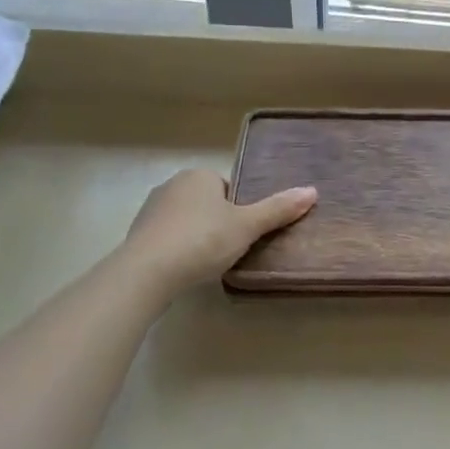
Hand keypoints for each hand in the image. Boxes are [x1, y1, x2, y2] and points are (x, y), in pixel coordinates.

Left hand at [120, 168, 316, 297]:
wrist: (146, 273)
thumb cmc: (202, 240)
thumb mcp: (247, 226)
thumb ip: (278, 209)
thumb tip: (312, 191)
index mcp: (198, 175)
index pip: (227, 188)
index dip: (239, 210)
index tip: (244, 232)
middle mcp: (171, 185)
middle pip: (207, 203)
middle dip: (218, 223)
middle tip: (231, 248)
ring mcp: (150, 210)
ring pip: (186, 221)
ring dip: (197, 237)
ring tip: (208, 262)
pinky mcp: (136, 236)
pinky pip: (167, 239)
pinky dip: (178, 251)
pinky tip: (185, 270)